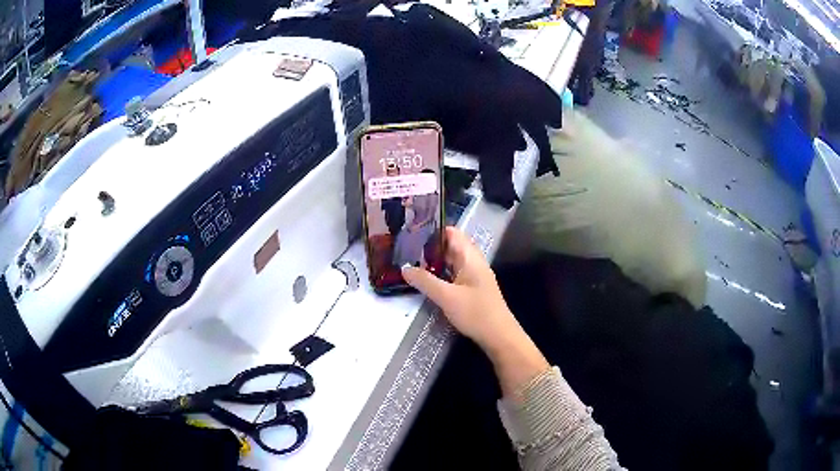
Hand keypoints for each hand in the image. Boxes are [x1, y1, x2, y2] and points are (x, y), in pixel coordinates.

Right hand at [402, 226, 548, 398]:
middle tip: (405, 247)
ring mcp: (473, 276)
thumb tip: (404, 268)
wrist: (498, 335)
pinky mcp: (472, 288)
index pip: (452, 233)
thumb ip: (425, 281)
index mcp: (470, 257)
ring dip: (434, 261)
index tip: (412, 230)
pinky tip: (427, 279)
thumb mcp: (446, 297)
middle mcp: (473, 262)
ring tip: (410, 261)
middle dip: (429, 246)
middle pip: (450, 246)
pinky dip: (440, 273)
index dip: (433, 229)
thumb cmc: (475, 312)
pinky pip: (454, 274)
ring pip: (451, 261)